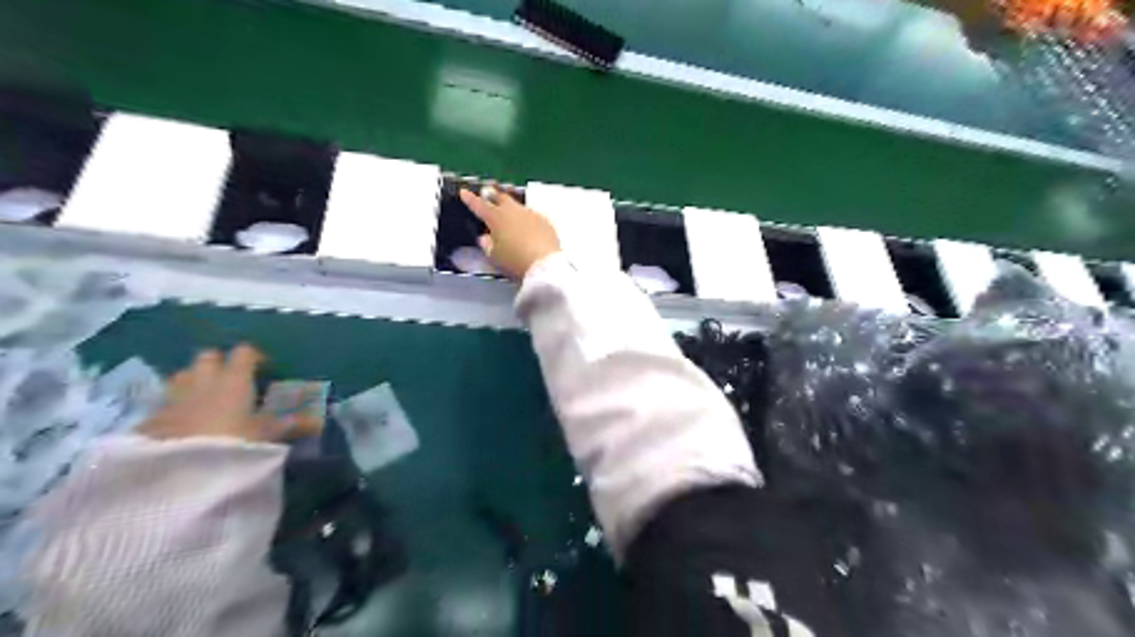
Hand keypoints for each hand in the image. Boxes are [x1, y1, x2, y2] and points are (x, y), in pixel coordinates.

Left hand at [138, 343, 304, 442]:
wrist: (176, 471)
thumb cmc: (233, 443)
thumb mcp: (267, 434)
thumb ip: (292, 424)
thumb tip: (319, 421)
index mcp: (234, 378)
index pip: (244, 352)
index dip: (256, 357)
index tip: (266, 369)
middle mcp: (203, 380)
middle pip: (208, 356)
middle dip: (220, 362)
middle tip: (233, 378)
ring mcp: (174, 397)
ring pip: (183, 374)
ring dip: (194, 378)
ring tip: (207, 395)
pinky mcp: (153, 417)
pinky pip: (166, 401)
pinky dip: (176, 405)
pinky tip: (183, 420)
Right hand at [460, 187, 562, 279]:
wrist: (544, 263)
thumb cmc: (514, 261)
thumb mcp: (494, 256)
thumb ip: (487, 245)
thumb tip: (485, 238)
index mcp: (496, 218)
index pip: (479, 205)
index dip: (470, 198)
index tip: (464, 192)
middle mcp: (513, 211)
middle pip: (501, 197)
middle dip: (493, 195)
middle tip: (488, 193)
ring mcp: (530, 214)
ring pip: (518, 206)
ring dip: (511, 208)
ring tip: (509, 213)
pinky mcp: (544, 221)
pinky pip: (531, 216)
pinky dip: (525, 219)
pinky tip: (527, 228)